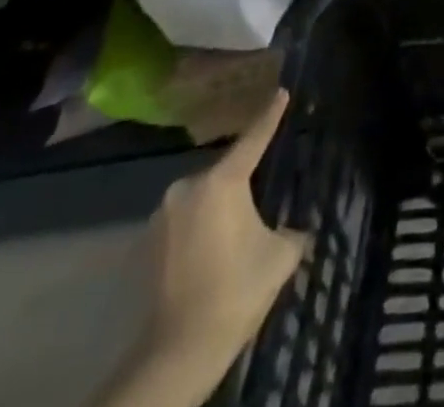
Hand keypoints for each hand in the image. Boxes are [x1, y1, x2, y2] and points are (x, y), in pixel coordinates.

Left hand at [96, 90, 308, 406]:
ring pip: (202, 198)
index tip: (281, 92)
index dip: (271, 115)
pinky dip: (200, 228)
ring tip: (237, 228)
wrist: (178, 352)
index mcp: (222, 181)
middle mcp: (188, 188)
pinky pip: (184, 222)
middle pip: (225, 171)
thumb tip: (297, 229)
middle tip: (262, 192)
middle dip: (242, 179)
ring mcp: (162, 217)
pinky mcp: (147, 245)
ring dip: (218, 206)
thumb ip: (292, 230)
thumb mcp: (281, 255)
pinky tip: (214, 250)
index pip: (254, 138)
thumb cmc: (236, 290)